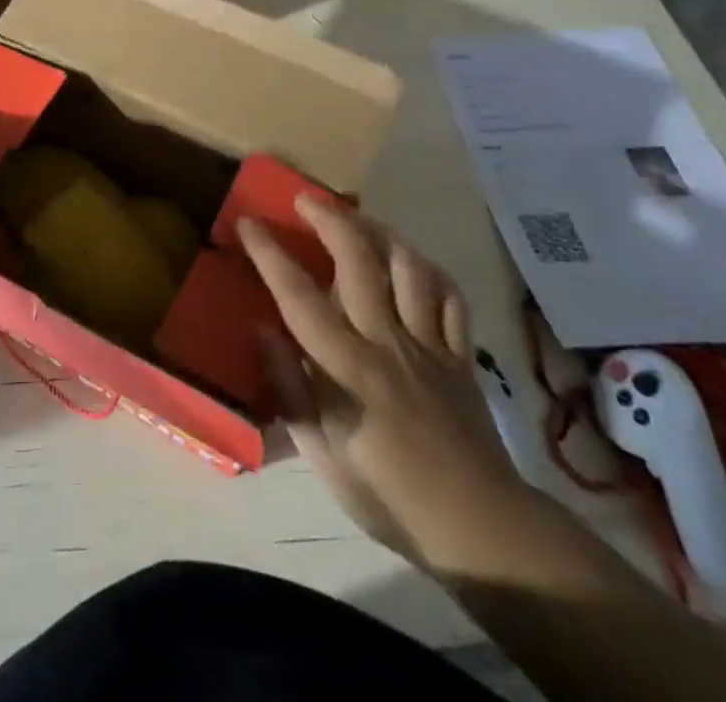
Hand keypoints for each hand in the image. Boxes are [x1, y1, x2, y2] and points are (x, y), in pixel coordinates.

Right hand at [241, 196, 530, 571]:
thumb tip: (262, 331)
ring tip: (358, 220)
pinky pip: (450, 298)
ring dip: (380, 233)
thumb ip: (290, 390)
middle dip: (329, 220)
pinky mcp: (461, 354)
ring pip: (409, 268)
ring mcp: (430, 344)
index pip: (300, 298)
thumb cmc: (388, 495)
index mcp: (349, 369)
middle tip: (305, 198)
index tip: (248, 222)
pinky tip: (411, 261)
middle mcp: (389, 343)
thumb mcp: (323, 456)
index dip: (271, 255)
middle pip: (360, 263)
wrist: (477, 527)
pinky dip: (429, 271)